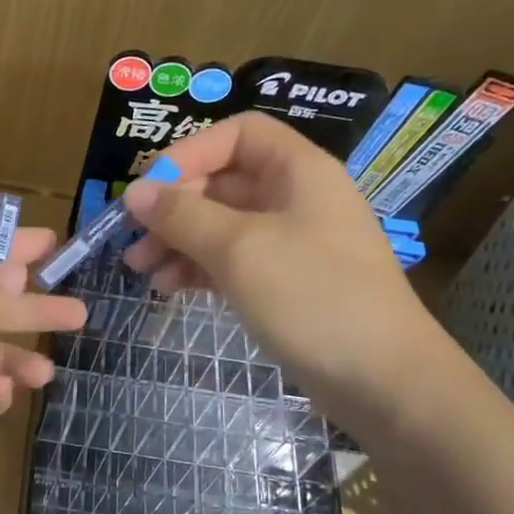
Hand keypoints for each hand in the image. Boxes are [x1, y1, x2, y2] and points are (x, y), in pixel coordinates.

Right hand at [121, 112, 450, 431]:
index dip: (189, 153)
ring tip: (140, 269)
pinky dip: (197, 268)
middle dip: (173, 207)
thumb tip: (134, 192)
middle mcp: (294, 198)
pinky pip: (230, 260)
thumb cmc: (312, 297)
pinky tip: (168, 287)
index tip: (148, 189)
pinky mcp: (284, 283)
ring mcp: (290, 243)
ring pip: (221, 225)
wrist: (381, 379)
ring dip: (177, 240)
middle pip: (222, 182)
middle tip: (133, 239)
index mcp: (298, 171)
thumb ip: (182, 216)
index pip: (237, 135)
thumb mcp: (239, 249)